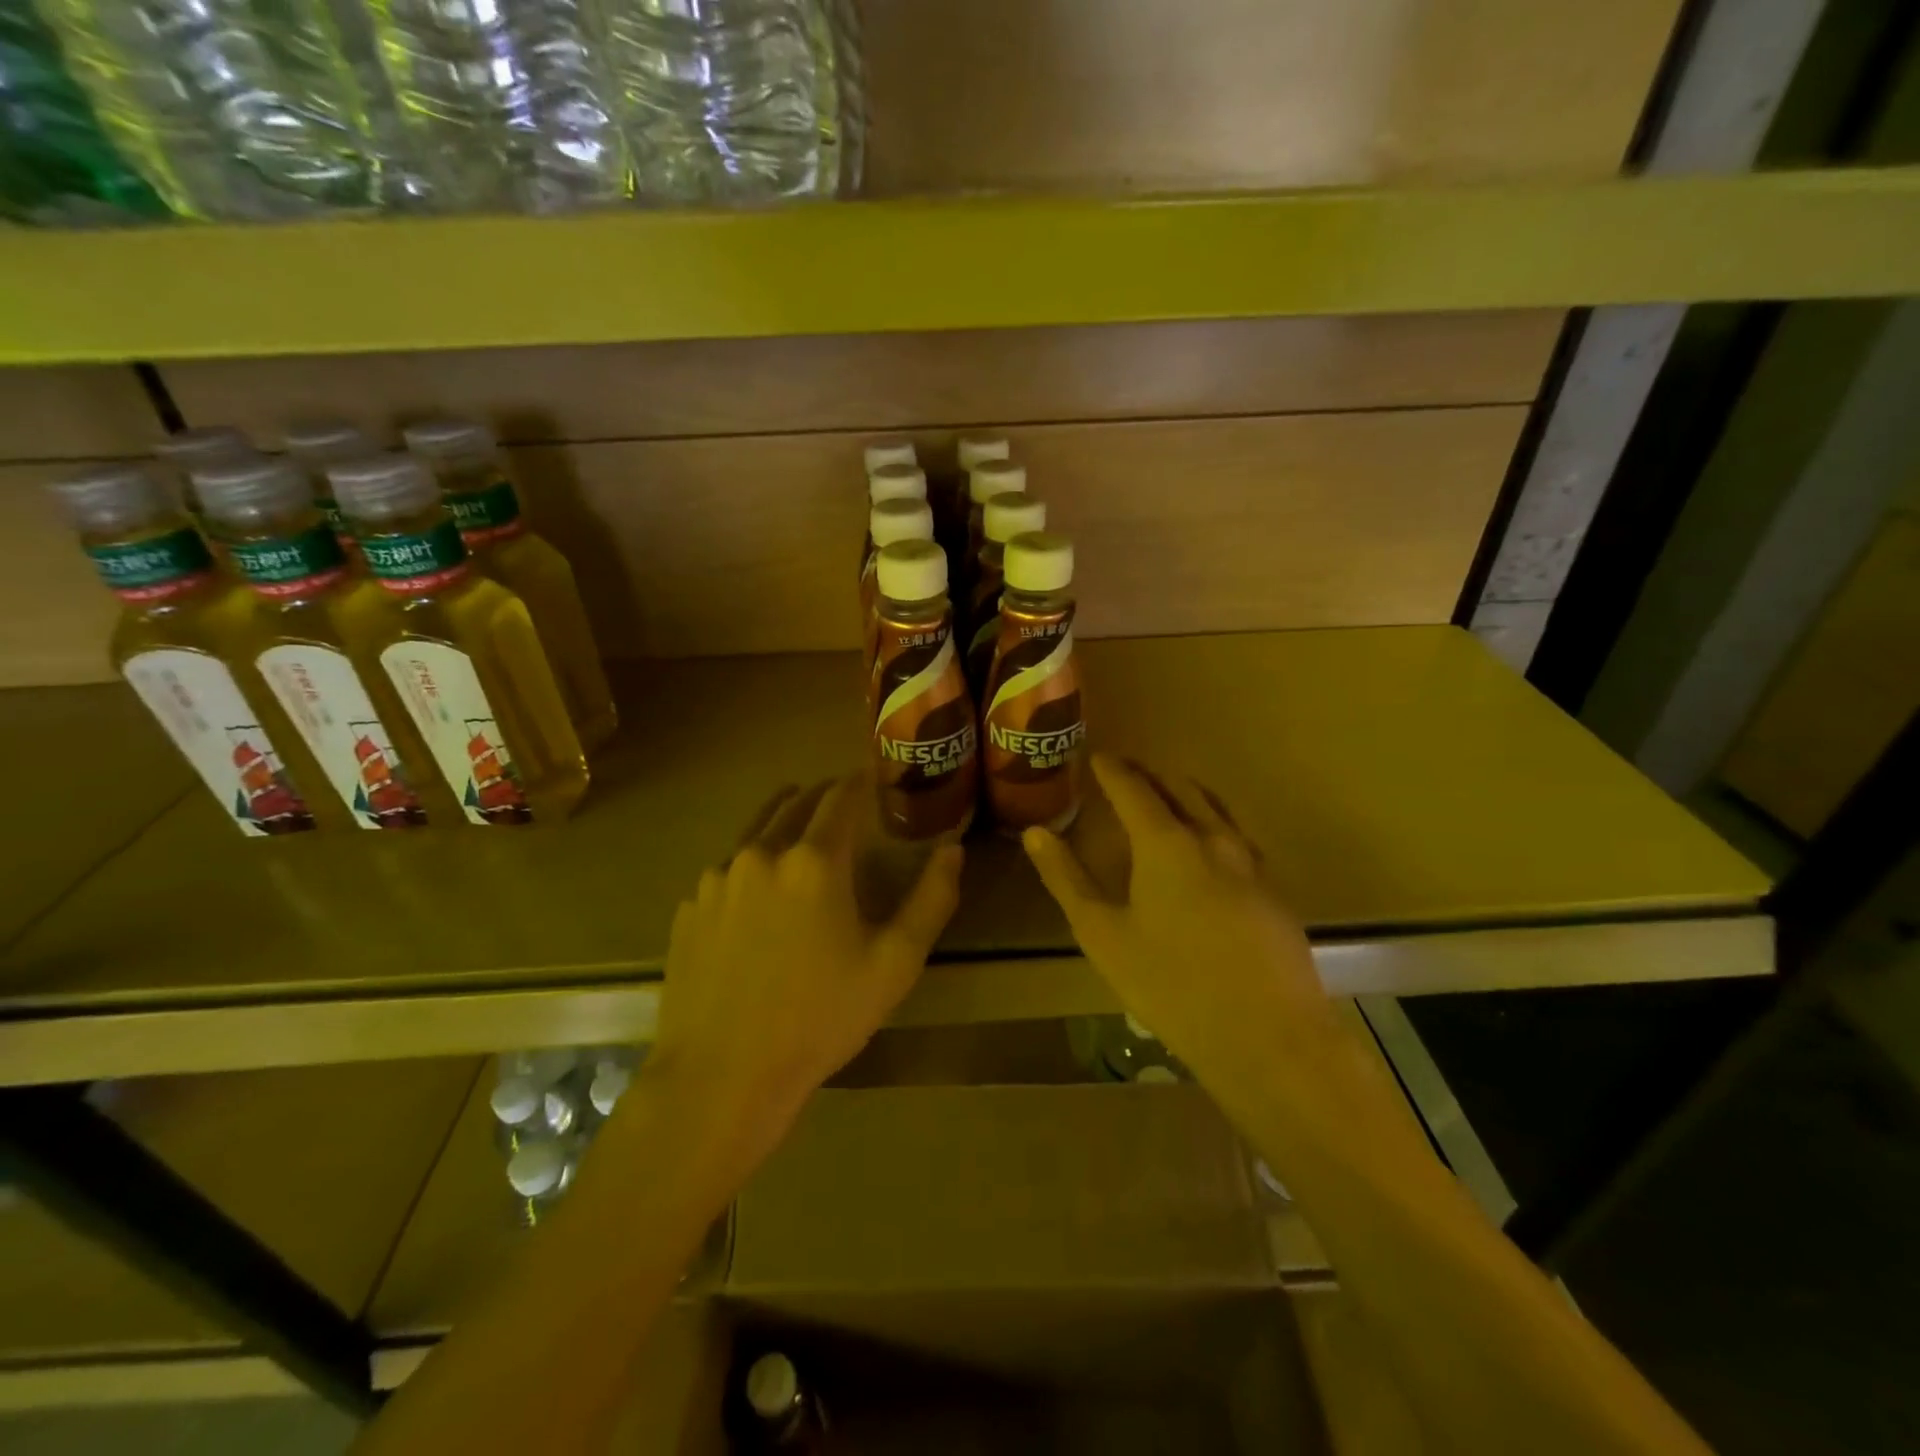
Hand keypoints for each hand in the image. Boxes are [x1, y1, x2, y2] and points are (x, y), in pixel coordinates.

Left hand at [649, 778, 963, 1167]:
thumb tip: (952, 849)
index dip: (859, 780)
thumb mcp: (895, 963)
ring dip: (783, 825)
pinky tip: (759, 898)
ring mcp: (716, 880)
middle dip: (822, 796)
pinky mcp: (689, 909)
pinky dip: (751, 866)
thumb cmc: (820, 1018)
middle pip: (793, 803)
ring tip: (800, 837)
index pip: (840, 797)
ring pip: (756, 832)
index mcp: (814, 861)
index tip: (872, 774)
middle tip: (842, 801)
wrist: (722, 1076)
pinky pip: (727, 871)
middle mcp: (760, 854)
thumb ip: (931, 899)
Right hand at [1023, 754, 1335, 1085]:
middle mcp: (1213, 839)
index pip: (1134, 788)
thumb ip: (1067, 879)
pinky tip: (1208, 849)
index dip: (1112, 770)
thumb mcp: (1102, 934)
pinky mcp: (1274, 891)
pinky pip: (1238, 837)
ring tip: (1167, 800)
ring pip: (1216, 808)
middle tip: (1127, 773)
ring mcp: (1251, 863)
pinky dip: (1212, 824)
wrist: (1268, 1037)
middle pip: (1181, 788)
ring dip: (1186, 794)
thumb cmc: (1171, 984)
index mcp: (1166, 843)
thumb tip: (1035, 833)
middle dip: (1151, 775)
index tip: (1097, 757)